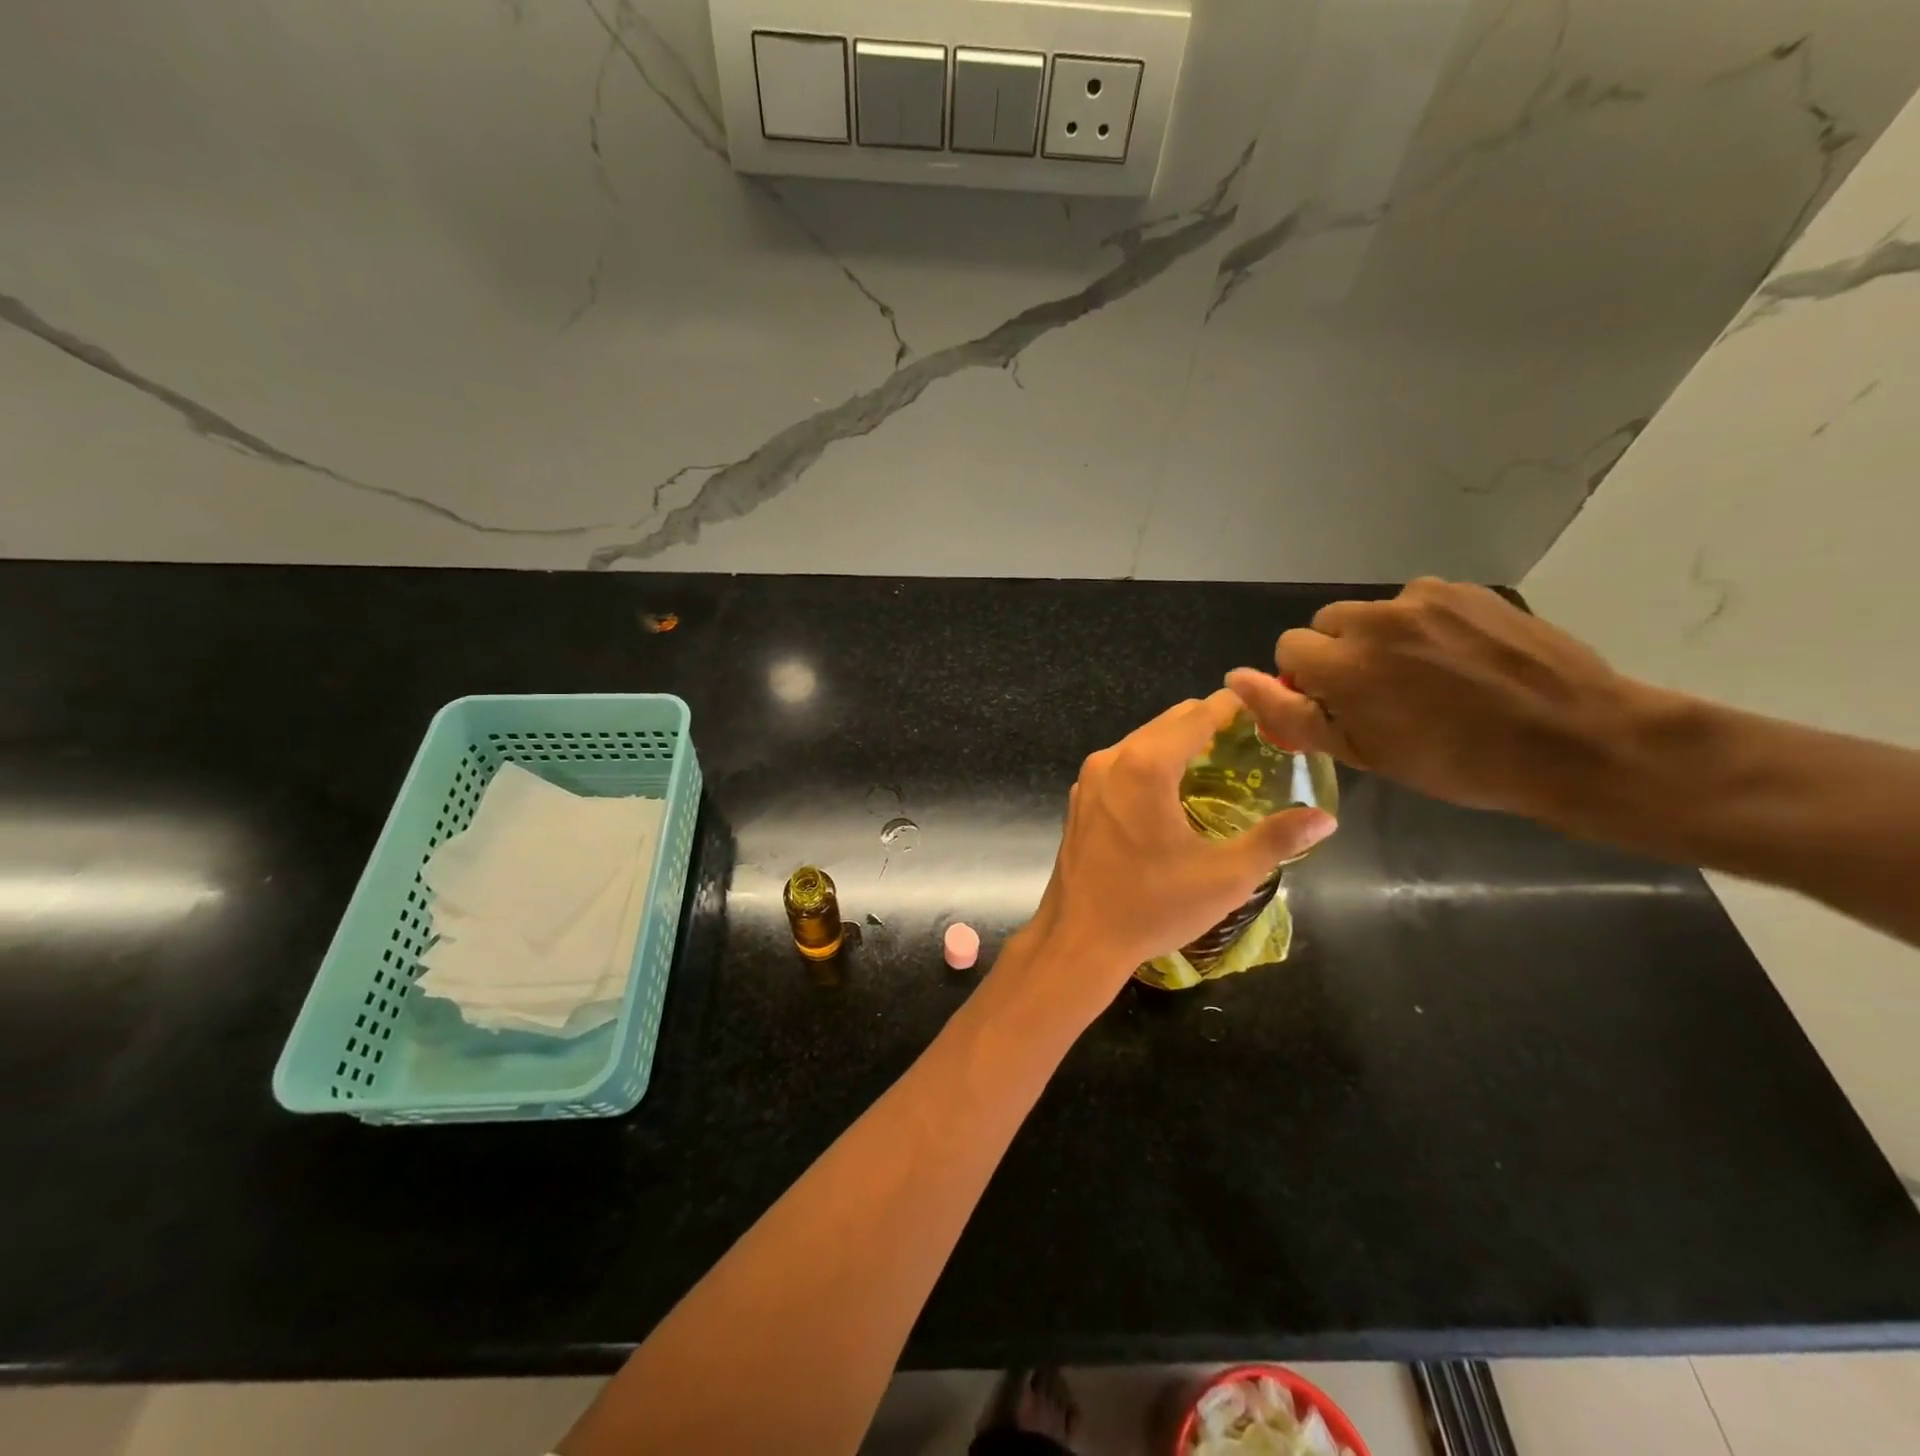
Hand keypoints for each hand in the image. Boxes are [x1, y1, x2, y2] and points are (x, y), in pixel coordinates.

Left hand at [1027, 690, 1336, 1009]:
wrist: (1079, 939)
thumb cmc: (1153, 906)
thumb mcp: (1225, 877)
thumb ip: (1276, 840)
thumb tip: (1324, 818)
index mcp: (1146, 766)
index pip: (1198, 715)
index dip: (1235, 706)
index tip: (1267, 706)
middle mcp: (1112, 759)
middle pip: (1169, 722)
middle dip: (1209, 722)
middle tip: (1251, 740)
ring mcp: (1089, 778)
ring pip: (1143, 741)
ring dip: (1179, 743)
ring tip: (1219, 762)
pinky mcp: (1080, 798)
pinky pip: (1122, 763)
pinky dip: (1151, 762)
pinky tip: (1174, 790)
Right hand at [1225, 578, 1650, 821]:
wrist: (1576, 741)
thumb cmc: (1458, 763)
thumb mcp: (1363, 754)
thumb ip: (1291, 714)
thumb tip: (1236, 679)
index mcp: (1345, 664)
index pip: (1289, 647)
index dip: (1307, 678)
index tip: (1340, 705)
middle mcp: (1377, 619)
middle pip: (1327, 623)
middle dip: (1340, 653)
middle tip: (1381, 693)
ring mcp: (1426, 599)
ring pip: (1373, 612)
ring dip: (1382, 638)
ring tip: (1428, 676)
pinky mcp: (1466, 590)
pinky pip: (1419, 603)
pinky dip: (1424, 627)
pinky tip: (1461, 658)